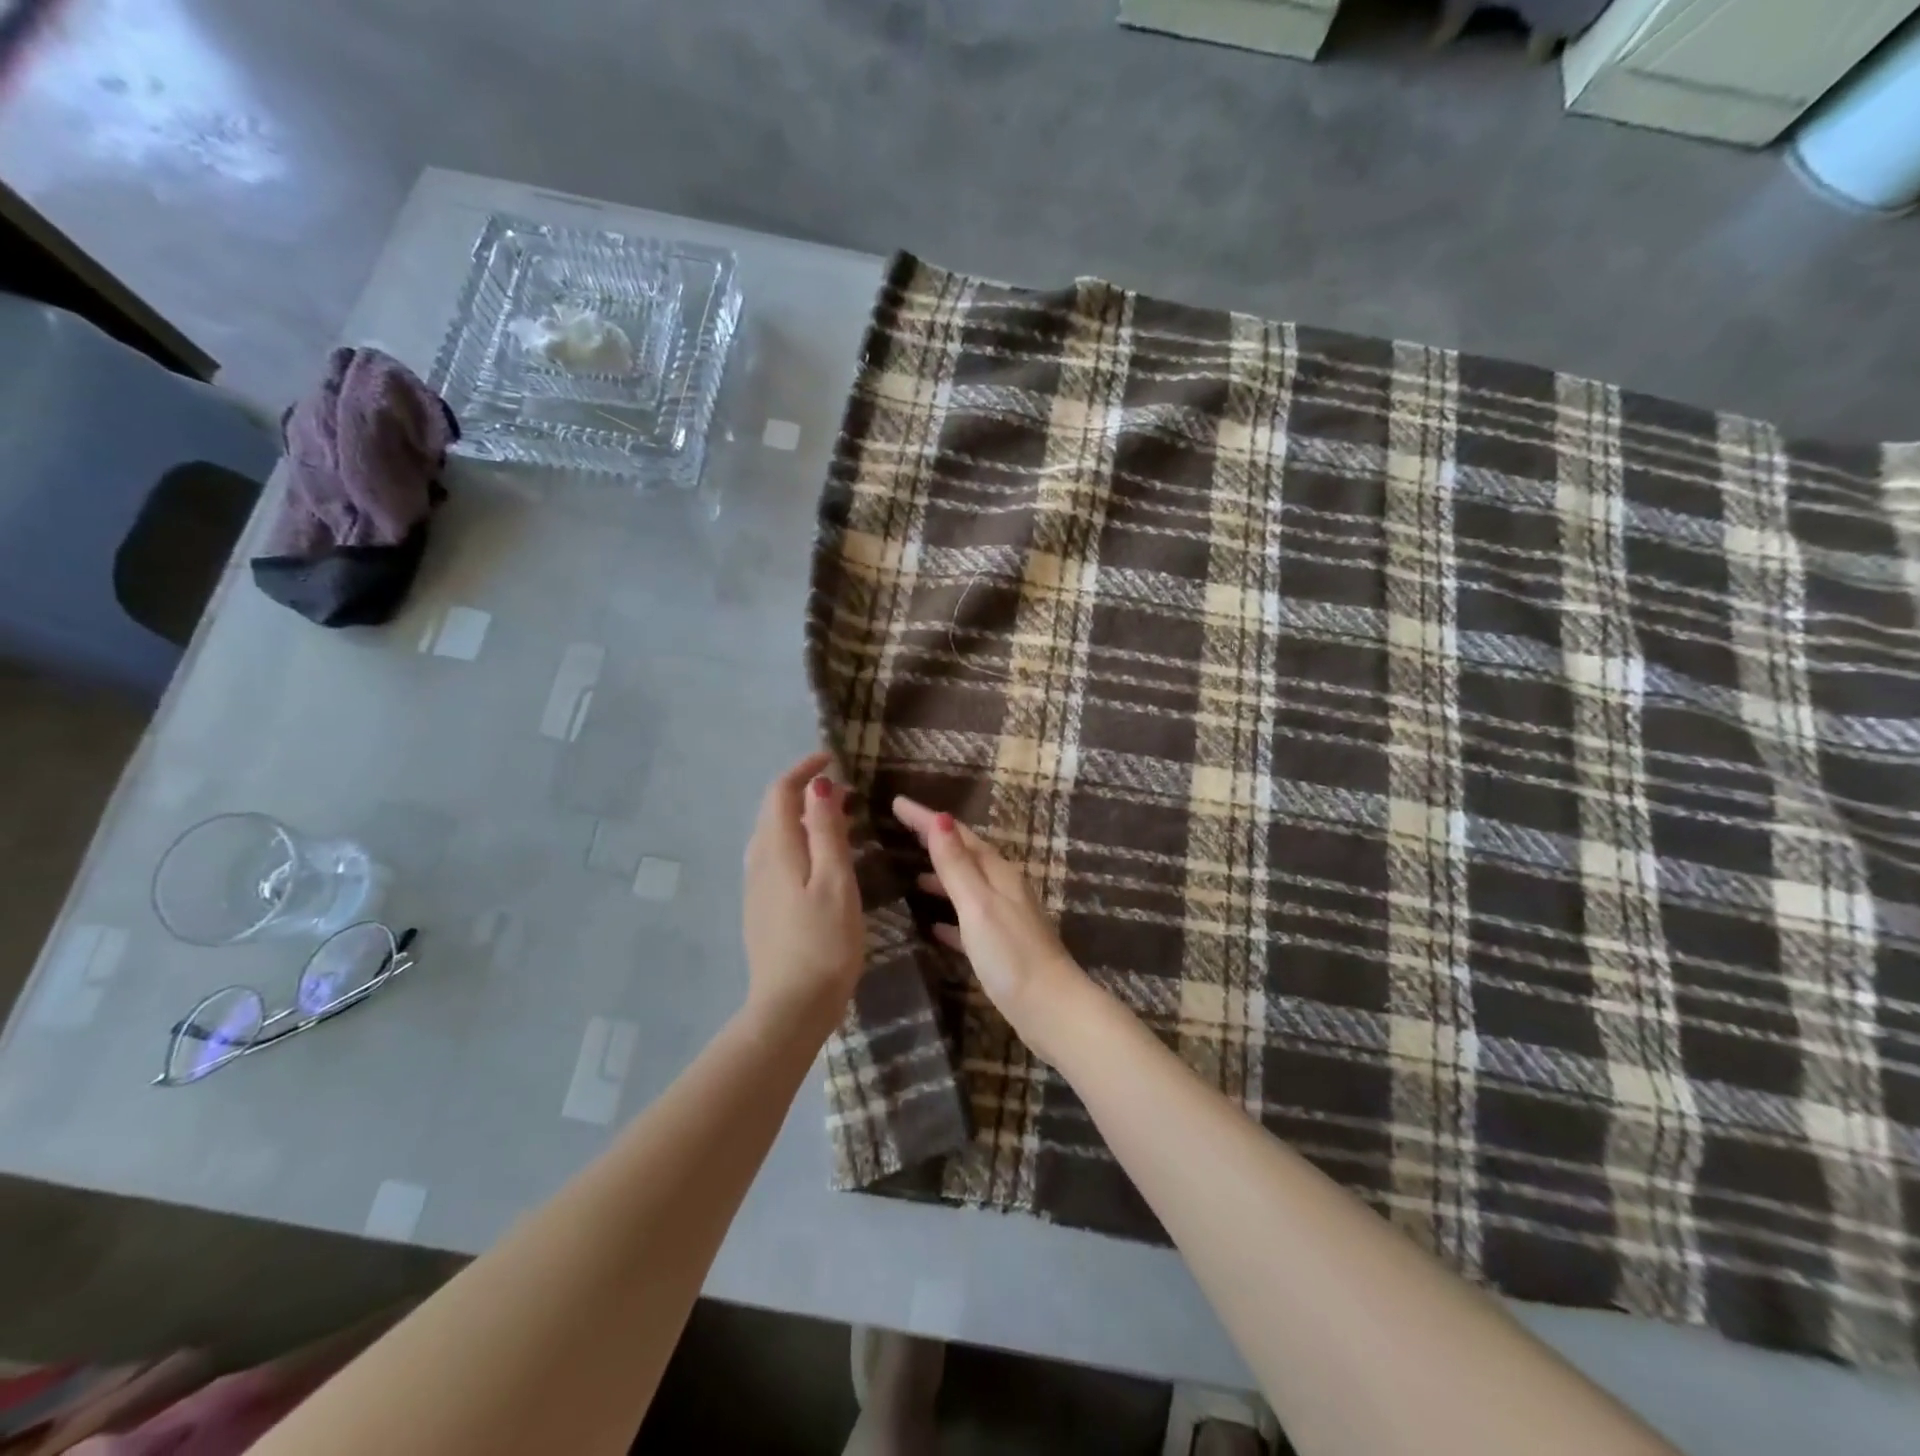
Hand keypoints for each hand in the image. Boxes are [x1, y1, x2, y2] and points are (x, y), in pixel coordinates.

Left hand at [742, 753, 864, 1028]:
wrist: (790, 1008)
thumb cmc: (823, 943)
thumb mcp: (835, 882)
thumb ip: (827, 832)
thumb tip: (819, 786)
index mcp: (777, 850)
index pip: (781, 793)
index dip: (804, 771)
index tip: (832, 759)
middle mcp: (759, 862)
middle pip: (775, 811)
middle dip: (806, 792)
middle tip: (847, 794)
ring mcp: (756, 888)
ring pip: (775, 836)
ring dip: (803, 818)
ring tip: (841, 822)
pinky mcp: (761, 909)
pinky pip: (777, 858)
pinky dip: (799, 842)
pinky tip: (822, 861)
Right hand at [892, 797, 1090, 1063]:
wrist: (1051, 1009)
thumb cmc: (1011, 954)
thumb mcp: (977, 904)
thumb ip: (957, 864)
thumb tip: (940, 817)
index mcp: (998, 874)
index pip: (959, 835)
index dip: (927, 819)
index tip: (897, 803)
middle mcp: (1004, 889)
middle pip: (966, 856)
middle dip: (935, 841)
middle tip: (902, 831)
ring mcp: (1005, 918)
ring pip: (968, 887)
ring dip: (943, 878)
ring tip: (914, 878)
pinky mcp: (1002, 947)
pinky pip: (970, 922)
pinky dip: (951, 918)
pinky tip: (935, 928)